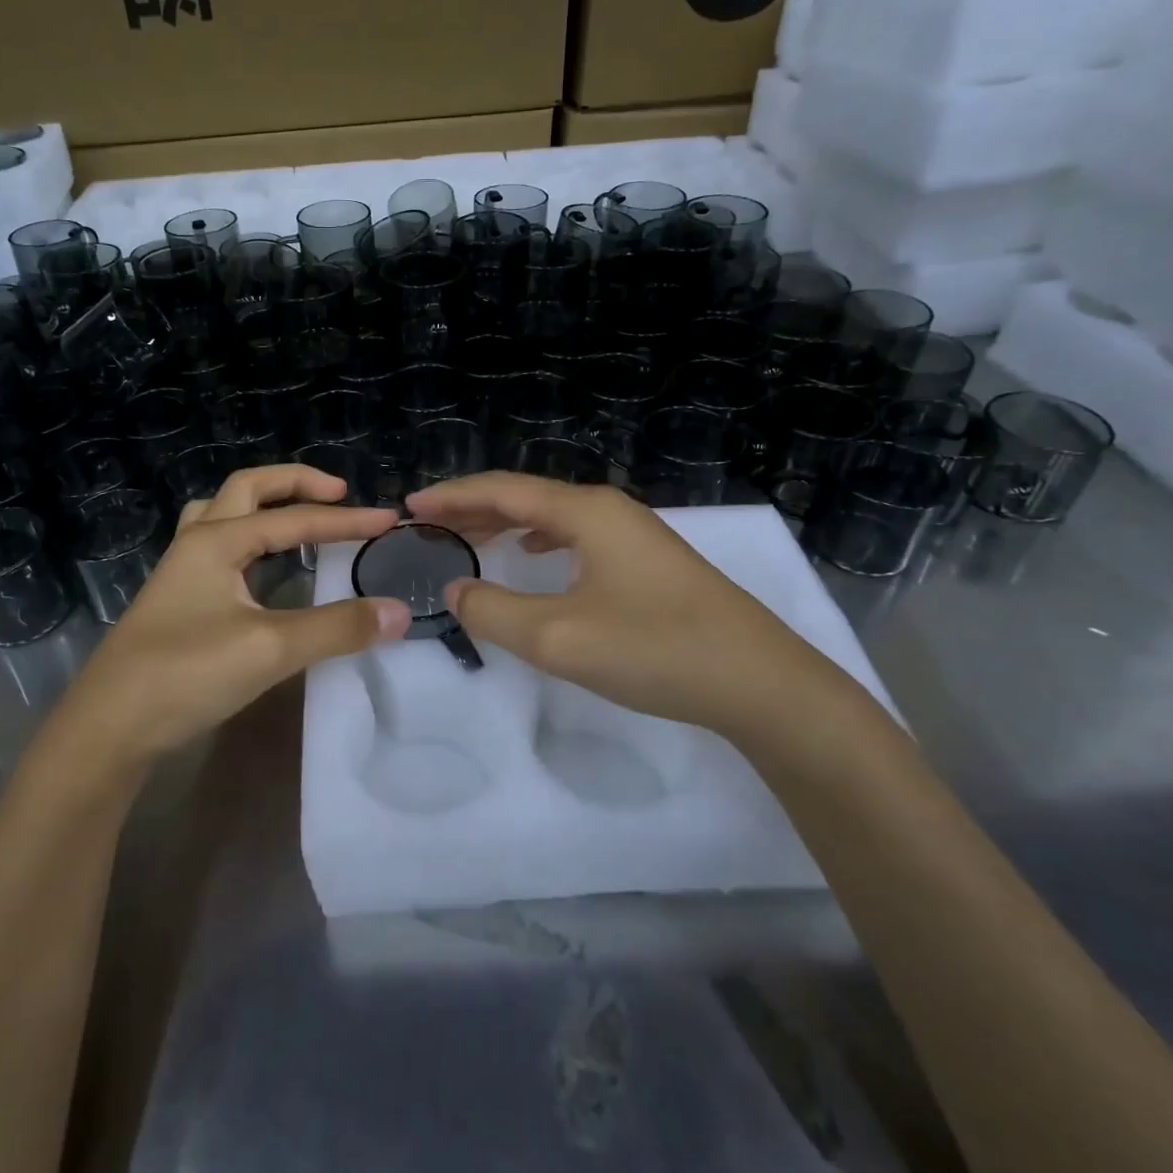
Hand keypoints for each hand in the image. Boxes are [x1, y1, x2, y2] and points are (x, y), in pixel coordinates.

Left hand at [59, 466, 410, 767]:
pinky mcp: (176, 599)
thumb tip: (399, 611)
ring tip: (296, 518)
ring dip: (263, 504)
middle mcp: (196, 542)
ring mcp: (180, 570)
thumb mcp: (270, 649)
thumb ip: (337, 628)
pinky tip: (259, 567)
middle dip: (296, 483)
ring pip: (222, 512)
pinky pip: (216, 545)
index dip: (346, 521)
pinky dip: (247, 537)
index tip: (388, 520)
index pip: (295, 520)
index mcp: (217, 540)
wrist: (107, 728)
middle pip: (248, 488)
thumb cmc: (186, 675)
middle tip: (339, 494)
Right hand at [404, 473, 861, 740]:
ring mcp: (633, 533)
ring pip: (552, 515)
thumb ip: (494, 611)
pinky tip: (533, 553)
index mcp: (585, 512)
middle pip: (526, 495)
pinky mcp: (648, 561)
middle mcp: (608, 509)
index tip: (410, 506)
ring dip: (505, 521)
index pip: (502, 489)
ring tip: (469, 535)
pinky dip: (539, 538)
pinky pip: (576, 536)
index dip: (452, 496)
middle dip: (474, 506)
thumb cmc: (655, 650)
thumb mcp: (559, 638)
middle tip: (429, 522)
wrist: (761, 682)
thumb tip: (456, 588)